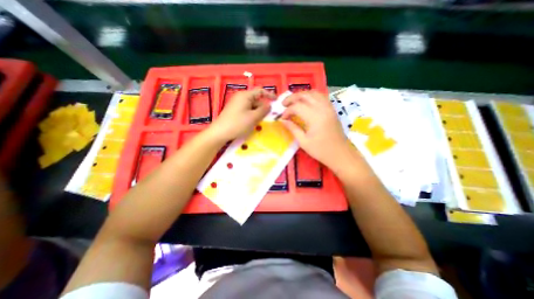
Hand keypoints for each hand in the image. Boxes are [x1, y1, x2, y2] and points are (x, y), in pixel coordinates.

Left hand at [211, 88, 272, 141]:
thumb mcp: (253, 117)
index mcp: (245, 95)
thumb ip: (263, 110)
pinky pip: (247, 110)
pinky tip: (252, 123)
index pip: (260, 91)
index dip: (269, 94)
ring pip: (252, 106)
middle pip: (256, 99)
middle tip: (268, 117)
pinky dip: (252, 115)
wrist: (219, 133)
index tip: (277, 101)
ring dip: (258, 113)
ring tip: (260, 122)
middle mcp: (241, 97)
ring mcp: (237, 104)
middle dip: (263, 107)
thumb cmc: (237, 124)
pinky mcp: (235, 111)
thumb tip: (269, 105)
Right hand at [280, 91, 350, 169]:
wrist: (340, 153)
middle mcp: (322, 108)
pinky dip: (311, 96)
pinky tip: (306, 102)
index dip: (287, 111)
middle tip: (284, 104)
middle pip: (304, 95)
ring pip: (313, 93)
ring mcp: (328, 107)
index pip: (297, 107)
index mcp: (314, 117)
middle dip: (292, 98)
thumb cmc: (320, 150)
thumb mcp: (303, 142)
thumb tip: (283, 120)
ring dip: (301, 95)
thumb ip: (292, 128)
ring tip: (293, 101)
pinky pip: (321, 96)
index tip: (282, 118)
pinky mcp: (332, 109)